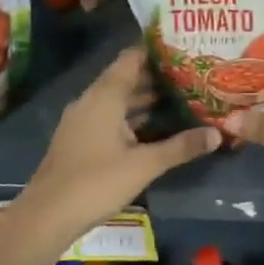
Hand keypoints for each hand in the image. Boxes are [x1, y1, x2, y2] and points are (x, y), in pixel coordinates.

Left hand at [9, 46, 219, 242]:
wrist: (46, 217)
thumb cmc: (96, 182)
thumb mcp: (145, 164)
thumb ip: (181, 147)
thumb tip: (218, 134)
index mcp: (105, 96)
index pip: (131, 58)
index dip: (156, 50)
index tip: (184, 47)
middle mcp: (91, 100)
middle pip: (126, 78)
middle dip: (156, 76)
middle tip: (191, 74)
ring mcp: (82, 120)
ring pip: (117, 99)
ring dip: (145, 98)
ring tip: (180, 97)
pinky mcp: (79, 139)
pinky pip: (109, 116)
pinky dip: (132, 116)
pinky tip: (154, 127)